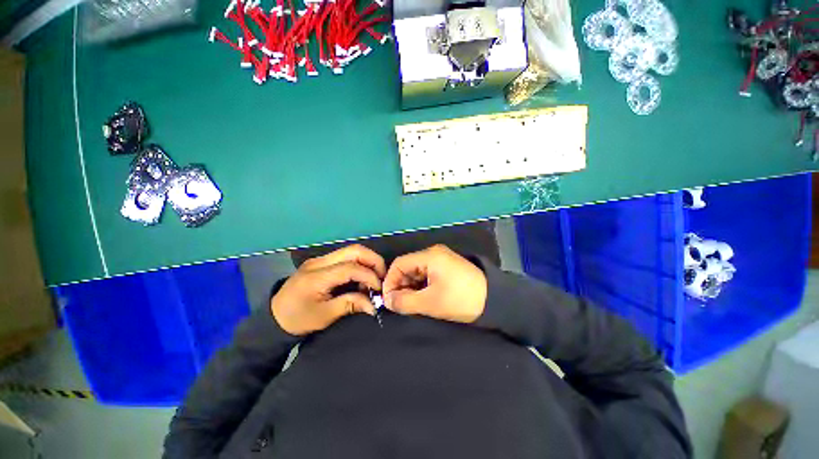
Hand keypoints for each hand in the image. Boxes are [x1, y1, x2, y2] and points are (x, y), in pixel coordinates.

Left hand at [271, 244, 386, 335]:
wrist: (274, 316)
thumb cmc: (298, 319)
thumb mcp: (324, 316)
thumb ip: (350, 305)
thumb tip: (374, 305)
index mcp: (317, 276)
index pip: (351, 267)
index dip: (369, 276)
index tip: (379, 290)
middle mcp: (320, 262)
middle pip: (354, 250)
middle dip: (373, 261)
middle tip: (382, 277)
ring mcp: (320, 259)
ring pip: (352, 251)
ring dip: (368, 262)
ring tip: (372, 279)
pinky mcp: (322, 261)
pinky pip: (347, 256)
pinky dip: (360, 264)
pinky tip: (361, 278)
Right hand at [382, 244, 486, 323]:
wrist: (495, 300)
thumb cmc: (461, 299)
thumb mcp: (430, 303)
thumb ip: (405, 302)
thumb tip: (387, 301)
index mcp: (430, 256)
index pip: (399, 263)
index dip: (390, 281)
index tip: (388, 300)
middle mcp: (434, 253)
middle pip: (408, 267)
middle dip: (400, 285)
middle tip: (399, 304)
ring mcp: (441, 259)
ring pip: (416, 272)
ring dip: (410, 287)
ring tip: (410, 304)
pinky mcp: (446, 267)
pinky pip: (426, 274)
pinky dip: (420, 286)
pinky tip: (421, 298)